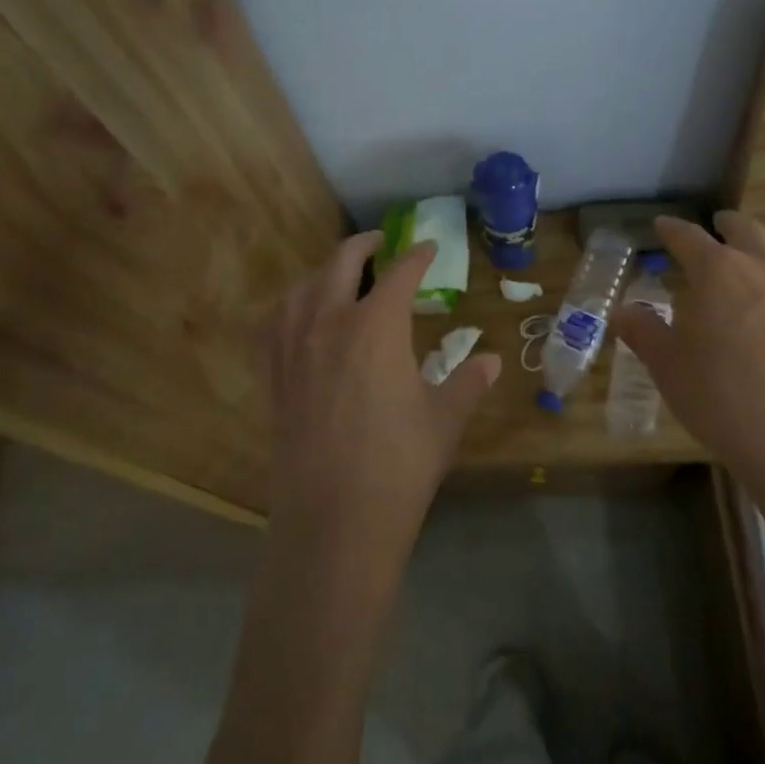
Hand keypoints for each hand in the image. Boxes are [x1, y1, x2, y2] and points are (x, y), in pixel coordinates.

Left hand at [262, 231, 501, 574]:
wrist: (334, 522)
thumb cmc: (399, 466)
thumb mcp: (444, 420)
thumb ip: (468, 382)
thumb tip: (493, 361)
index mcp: (377, 327)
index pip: (400, 274)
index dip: (418, 256)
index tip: (430, 249)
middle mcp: (329, 324)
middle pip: (342, 263)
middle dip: (364, 245)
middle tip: (381, 241)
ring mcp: (293, 349)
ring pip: (302, 288)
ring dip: (324, 272)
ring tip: (341, 275)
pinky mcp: (273, 377)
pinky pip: (271, 325)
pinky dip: (288, 308)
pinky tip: (297, 316)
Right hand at [614, 210, 764, 545]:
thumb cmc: (723, 399)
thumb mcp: (669, 368)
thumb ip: (643, 332)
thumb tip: (622, 311)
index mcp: (718, 271)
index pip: (689, 237)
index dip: (672, 229)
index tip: (661, 225)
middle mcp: (762, 269)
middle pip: (744, 230)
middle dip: (725, 225)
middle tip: (713, 225)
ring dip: (759, 244)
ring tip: (749, 254)